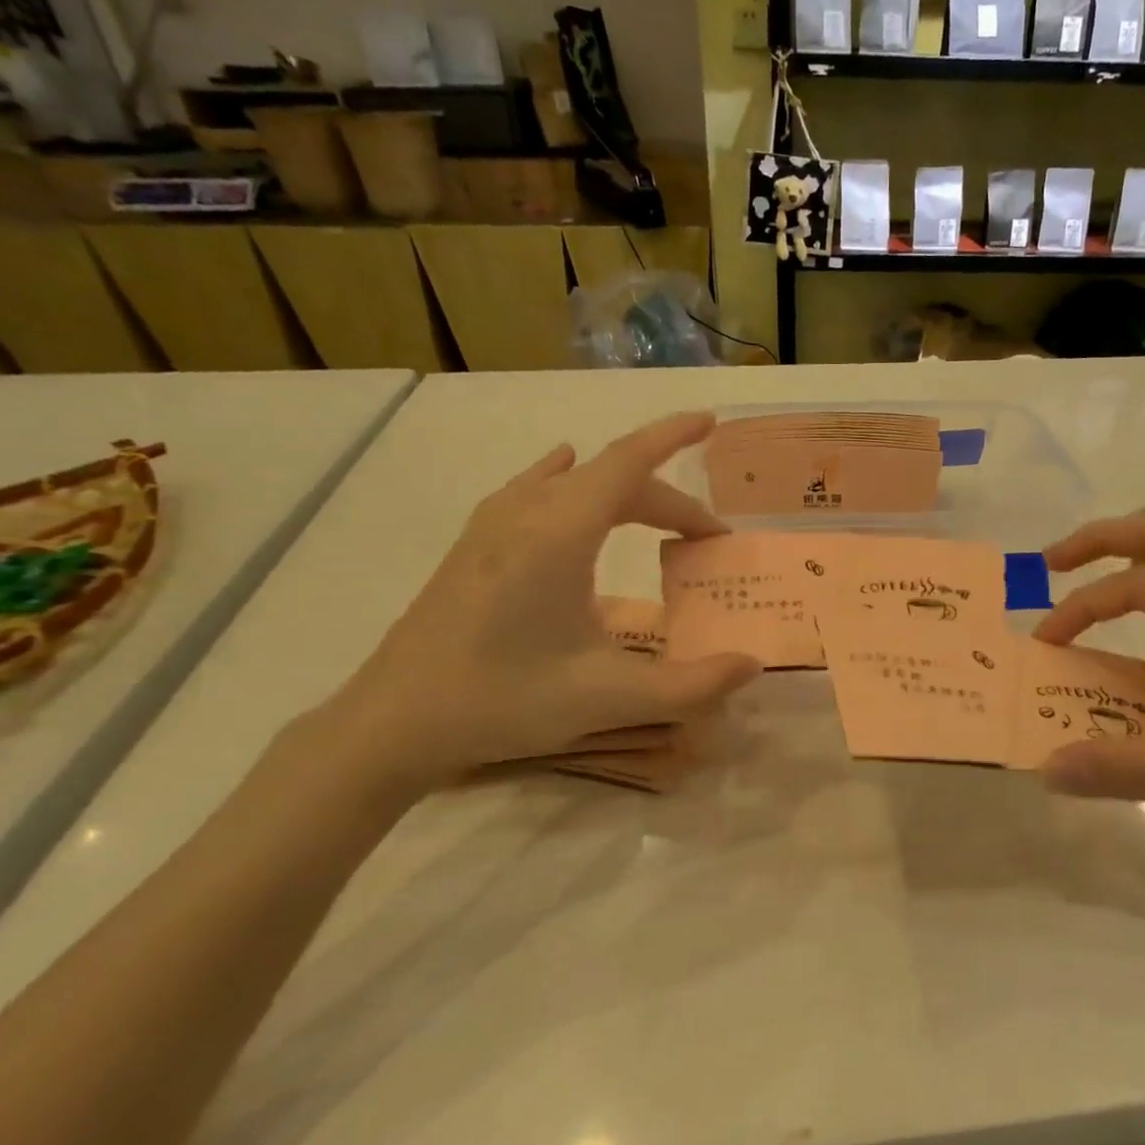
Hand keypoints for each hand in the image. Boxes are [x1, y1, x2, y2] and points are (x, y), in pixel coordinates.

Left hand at [328, 412, 760, 794]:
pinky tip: (562, 478)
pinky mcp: (472, 545)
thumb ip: (691, 685)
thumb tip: (751, 665)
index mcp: (559, 533)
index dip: (672, 436)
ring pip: (572, 483)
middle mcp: (526, 513)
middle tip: (705, 541)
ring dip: (623, 494)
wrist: (393, 723)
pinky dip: (570, 481)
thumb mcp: (610, 698)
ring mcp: (491, 525)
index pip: (628, 462)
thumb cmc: (503, 701)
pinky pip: (534, 490)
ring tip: (654, 518)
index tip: (709, 420)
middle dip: (667, 501)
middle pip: (610, 478)